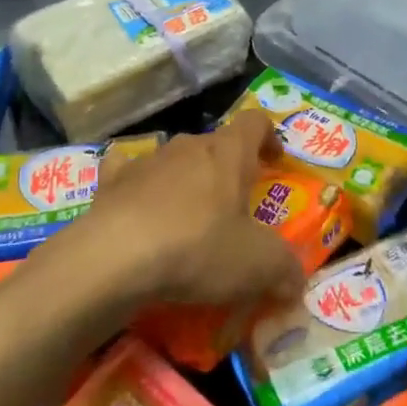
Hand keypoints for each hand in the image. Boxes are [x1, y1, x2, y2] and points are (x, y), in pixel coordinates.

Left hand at [48, 113, 304, 315]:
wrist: (114, 258)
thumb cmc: (198, 249)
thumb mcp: (258, 265)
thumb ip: (285, 269)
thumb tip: (296, 282)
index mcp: (228, 153)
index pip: (255, 123)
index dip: (269, 137)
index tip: (275, 161)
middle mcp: (188, 146)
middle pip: (215, 145)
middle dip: (227, 169)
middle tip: (234, 207)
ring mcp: (146, 161)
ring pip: (174, 161)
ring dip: (185, 181)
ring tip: (188, 220)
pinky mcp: (110, 182)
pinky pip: (127, 173)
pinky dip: (136, 186)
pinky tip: (136, 208)